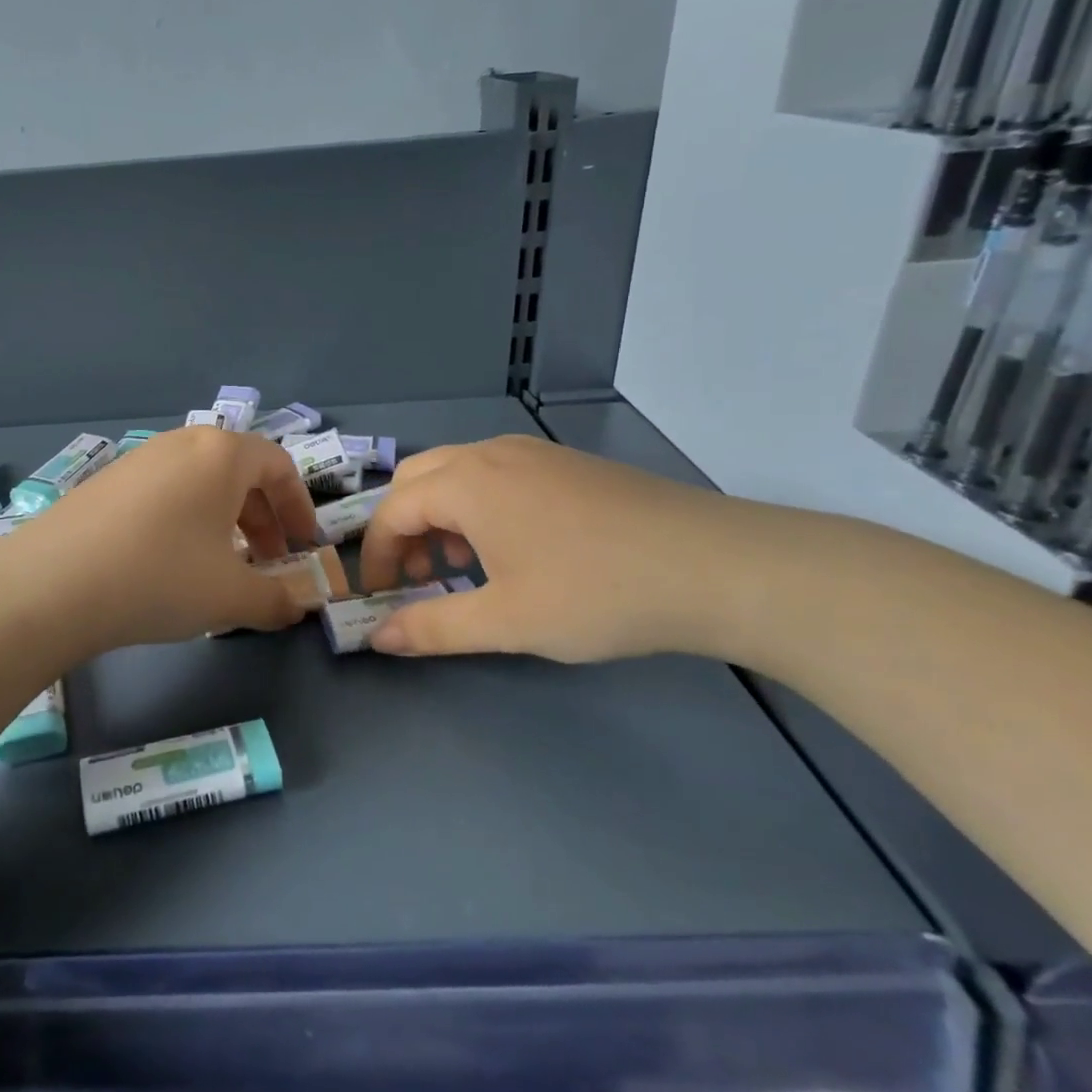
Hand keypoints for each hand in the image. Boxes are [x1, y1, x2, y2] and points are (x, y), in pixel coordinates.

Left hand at [0, 426, 322, 652]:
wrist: (53, 584)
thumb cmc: (161, 577)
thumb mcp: (231, 596)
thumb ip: (277, 600)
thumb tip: (299, 606)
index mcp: (221, 455)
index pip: (279, 466)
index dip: (299, 507)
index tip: (303, 546)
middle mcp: (182, 444)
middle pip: (239, 472)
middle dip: (262, 518)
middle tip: (266, 563)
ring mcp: (139, 459)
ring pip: (199, 483)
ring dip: (223, 521)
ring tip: (220, 566)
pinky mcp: (105, 481)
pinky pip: (163, 492)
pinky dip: (184, 520)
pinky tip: (169, 563)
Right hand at [357, 434, 741, 661]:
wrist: (717, 565)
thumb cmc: (597, 593)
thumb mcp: (506, 621)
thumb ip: (432, 628)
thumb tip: (378, 638)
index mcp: (466, 483)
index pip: (392, 510)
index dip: (375, 556)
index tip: (380, 598)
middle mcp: (490, 454)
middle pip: (417, 480)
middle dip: (401, 528)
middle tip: (413, 577)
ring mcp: (531, 453)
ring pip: (457, 474)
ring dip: (439, 517)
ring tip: (459, 567)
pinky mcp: (565, 464)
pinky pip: (495, 476)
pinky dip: (477, 508)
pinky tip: (509, 550)